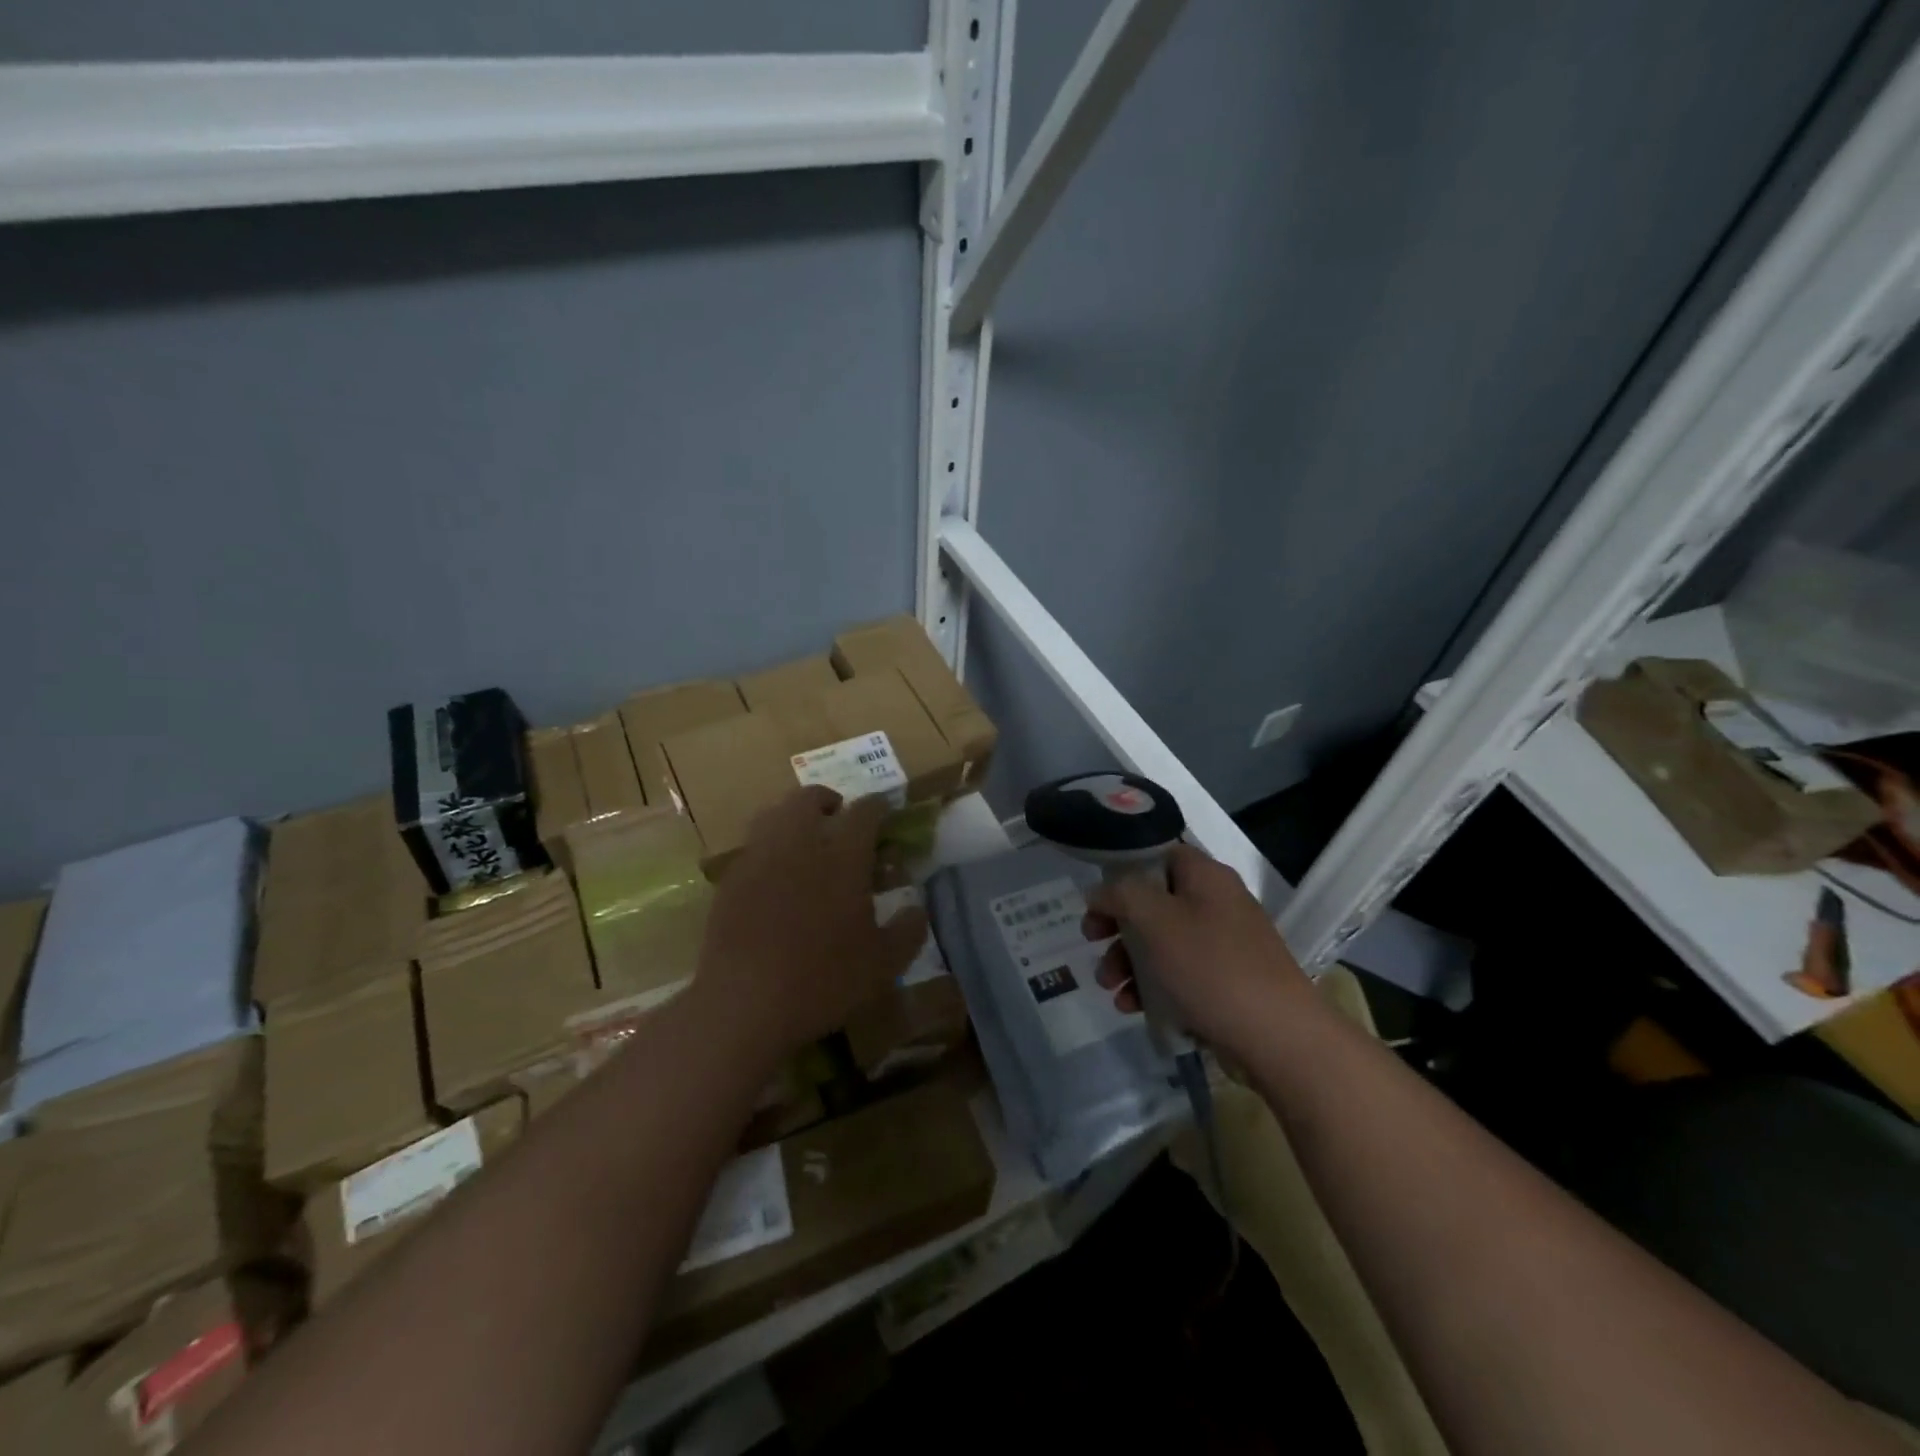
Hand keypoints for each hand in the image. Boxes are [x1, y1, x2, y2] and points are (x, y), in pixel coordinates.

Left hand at [694, 787, 928, 1058]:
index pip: (864, 811)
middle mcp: (798, 843)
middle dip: (828, 801)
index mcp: (842, 856)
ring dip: (793, 818)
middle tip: (840, 821)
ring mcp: (758, 858)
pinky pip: (752, 848)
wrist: (743, 1004)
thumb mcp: (884, 964)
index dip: (878, 808)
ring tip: (805, 844)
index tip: (885, 815)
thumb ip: (909, 930)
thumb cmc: (823, 981)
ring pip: (773, 814)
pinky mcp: (730, 881)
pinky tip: (775, 880)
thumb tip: (916, 909)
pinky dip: (769, 849)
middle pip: (809, 798)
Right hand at [1082, 844, 1310, 1056]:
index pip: (1158, 856)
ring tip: (1109, 988)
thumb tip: (1099, 892)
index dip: (1123, 872)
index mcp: (1206, 876)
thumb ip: (1121, 895)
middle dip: (1117, 926)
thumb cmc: (1210, 967)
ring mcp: (1225, 945)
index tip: (1098, 899)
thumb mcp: (1155, 921)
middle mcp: (1217, 903)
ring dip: (1128, 962)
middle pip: (1154, 902)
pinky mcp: (1227, 983)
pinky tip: (1131, 1007)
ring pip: (1162, 943)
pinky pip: (1179, 975)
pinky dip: (1152, 987)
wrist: (1278, 1038)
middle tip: (1091, 941)